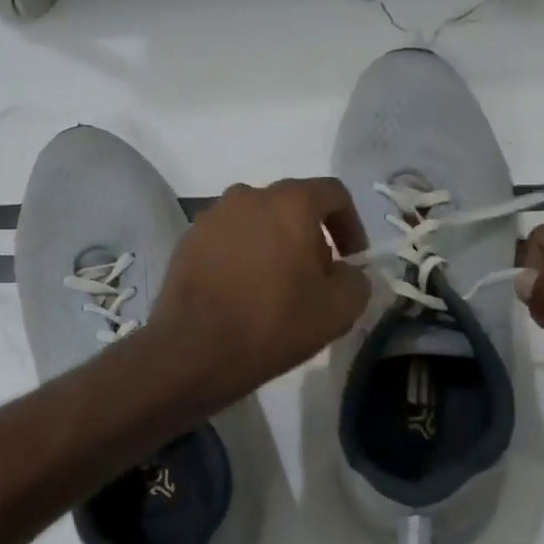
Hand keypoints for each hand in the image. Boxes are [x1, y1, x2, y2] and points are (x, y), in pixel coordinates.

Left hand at [148, 178, 370, 406]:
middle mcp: (248, 196)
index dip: (351, 224)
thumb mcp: (339, 309)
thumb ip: (356, 280)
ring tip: (276, 286)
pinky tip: (242, 291)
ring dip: (274, 245)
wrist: (194, 349)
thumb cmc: (274, 322)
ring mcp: (212, 216)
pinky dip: (242, 256)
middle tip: (315, 277)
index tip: (351, 259)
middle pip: (291, 206)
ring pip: (256, 222)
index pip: (333, 193)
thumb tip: (346, 272)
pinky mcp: (187, 240)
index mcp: (289, 202)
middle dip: (310, 237)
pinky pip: (227, 239)